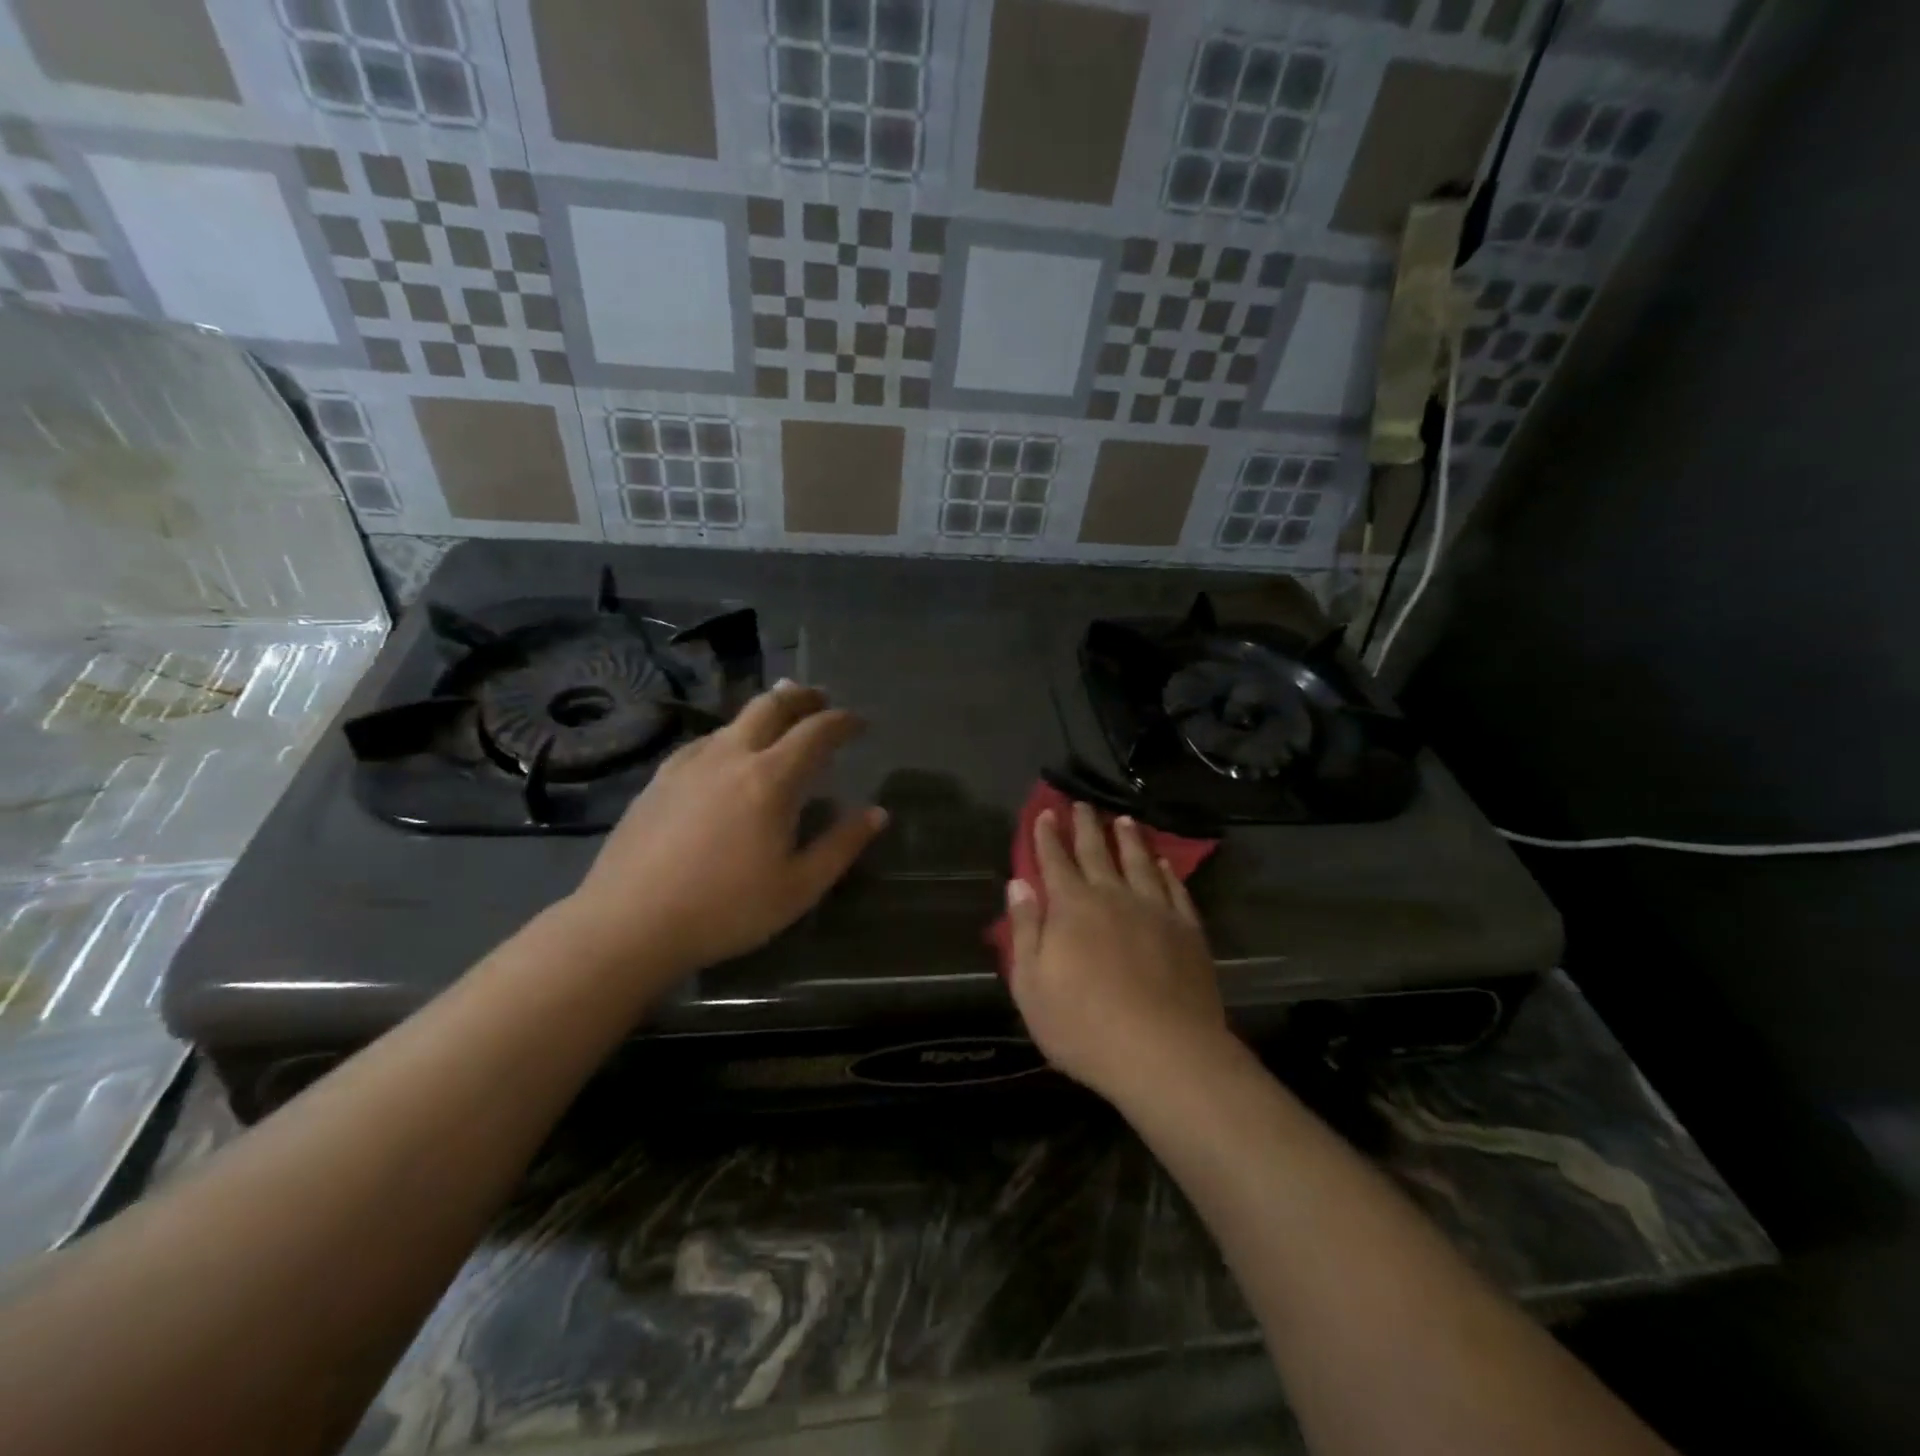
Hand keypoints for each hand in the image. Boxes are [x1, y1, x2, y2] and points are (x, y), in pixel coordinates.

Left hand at [564, 680, 886, 983]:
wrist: (628, 923)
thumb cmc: (725, 909)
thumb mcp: (799, 887)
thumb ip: (841, 845)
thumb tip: (877, 813)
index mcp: (771, 779)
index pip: (816, 732)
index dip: (843, 722)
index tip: (860, 723)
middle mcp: (730, 756)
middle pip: (770, 706)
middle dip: (801, 696)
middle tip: (820, 698)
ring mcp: (689, 764)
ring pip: (733, 721)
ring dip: (764, 714)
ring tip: (779, 724)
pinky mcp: (659, 779)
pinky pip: (704, 743)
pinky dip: (729, 738)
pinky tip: (725, 757)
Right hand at [1004, 801, 1228, 1103]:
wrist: (1164, 1052)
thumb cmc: (1084, 1025)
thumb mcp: (1032, 985)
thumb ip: (1025, 930)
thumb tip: (1018, 884)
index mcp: (1072, 907)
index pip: (1055, 861)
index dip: (1047, 836)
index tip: (1045, 813)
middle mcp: (1113, 896)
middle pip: (1097, 852)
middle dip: (1085, 826)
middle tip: (1081, 804)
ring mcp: (1154, 911)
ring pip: (1139, 862)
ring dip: (1128, 839)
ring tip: (1123, 820)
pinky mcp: (1187, 931)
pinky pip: (1175, 890)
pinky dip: (1167, 872)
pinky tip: (1164, 863)